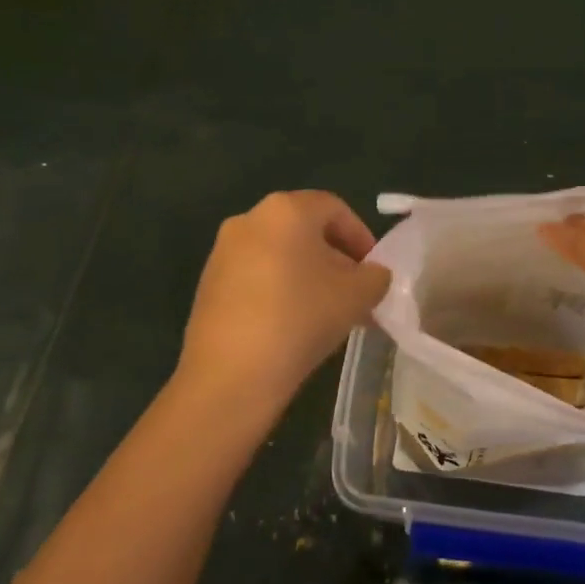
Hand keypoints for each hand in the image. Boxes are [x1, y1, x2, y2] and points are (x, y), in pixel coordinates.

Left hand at [177, 191, 391, 417]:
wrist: (230, 374)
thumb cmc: (301, 318)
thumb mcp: (357, 296)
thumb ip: (375, 277)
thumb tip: (373, 275)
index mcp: (286, 210)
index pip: (334, 209)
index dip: (361, 236)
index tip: (374, 270)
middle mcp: (250, 219)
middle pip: (305, 230)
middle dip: (335, 259)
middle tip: (355, 293)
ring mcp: (223, 251)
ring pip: (280, 254)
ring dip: (308, 276)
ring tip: (328, 313)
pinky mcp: (208, 283)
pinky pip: (255, 275)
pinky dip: (279, 289)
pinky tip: (293, 324)